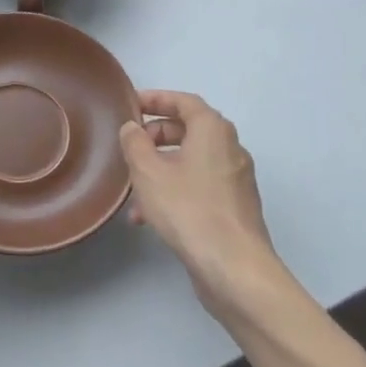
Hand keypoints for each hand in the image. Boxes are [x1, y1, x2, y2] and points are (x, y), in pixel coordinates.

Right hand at [118, 91, 298, 319]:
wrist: (234, 268)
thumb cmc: (189, 209)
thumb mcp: (148, 172)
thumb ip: (135, 143)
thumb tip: (133, 128)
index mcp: (213, 130)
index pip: (184, 101)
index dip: (156, 99)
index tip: (131, 104)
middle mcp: (230, 148)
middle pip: (189, 130)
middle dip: (156, 135)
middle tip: (130, 145)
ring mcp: (235, 180)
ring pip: (191, 162)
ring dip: (161, 168)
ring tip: (133, 189)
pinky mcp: (234, 208)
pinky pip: (199, 186)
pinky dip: (174, 190)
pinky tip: (149, 217)